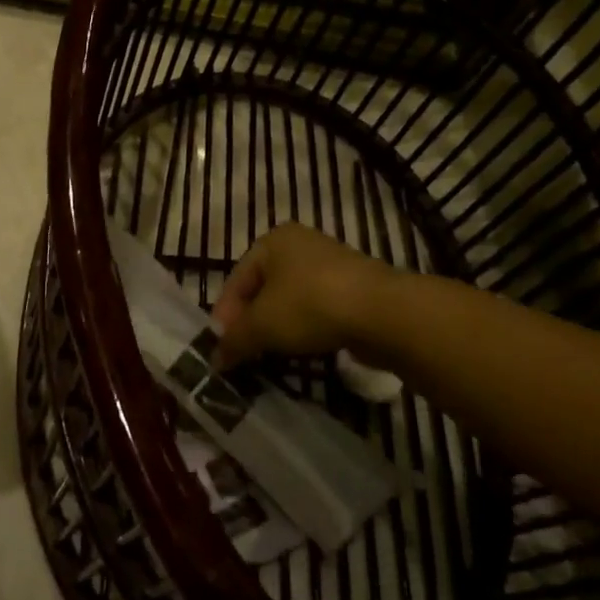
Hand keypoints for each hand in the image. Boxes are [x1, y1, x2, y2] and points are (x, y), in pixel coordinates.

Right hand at [209, 223, 397, 367]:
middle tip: (244, 353)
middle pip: (264, 288)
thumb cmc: (310, 305)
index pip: (237, 279)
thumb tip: (216, 359)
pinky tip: (304, 350)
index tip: (222, 348)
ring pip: (291, 300)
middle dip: (251, 322)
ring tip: (271, 356)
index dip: (225, 315)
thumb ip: (235, 341)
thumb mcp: (262, 325)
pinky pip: (318, 309)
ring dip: (278, 327)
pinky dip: (306, 328)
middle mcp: (299, 244)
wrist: (382, 313)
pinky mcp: (354, 288)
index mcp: (272, 241)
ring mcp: (330, 265)